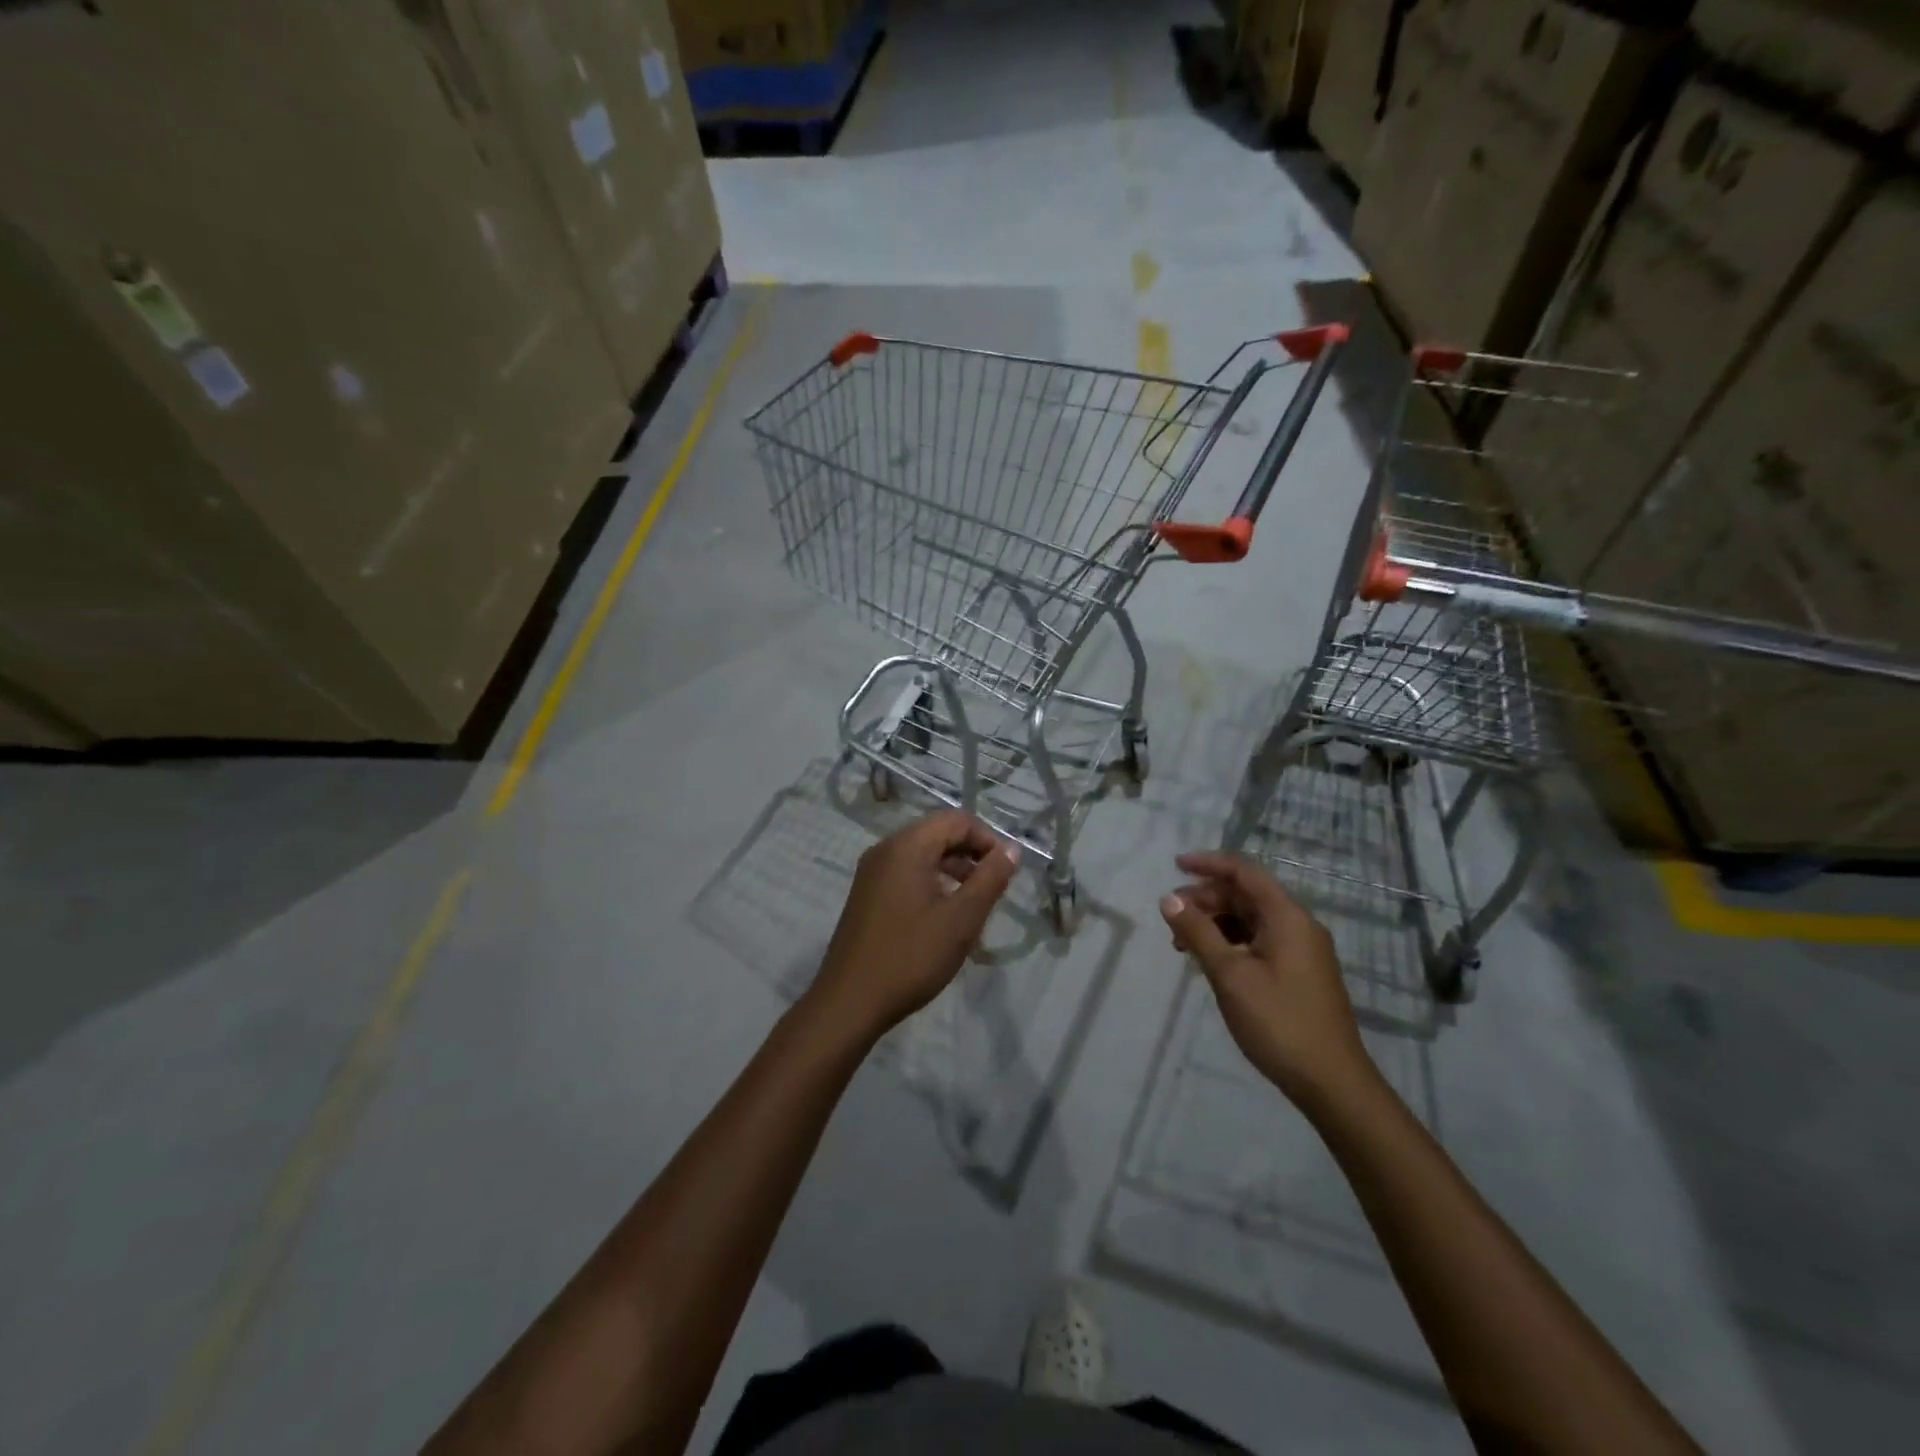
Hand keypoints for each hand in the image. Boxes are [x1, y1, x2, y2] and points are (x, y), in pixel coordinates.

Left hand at [808, 810, 1021, 1040]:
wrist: (850, 1001)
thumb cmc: (911, 956)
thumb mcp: (962, 919)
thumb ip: (990, 878)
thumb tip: (1012, 849)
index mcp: (907, 846)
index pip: (956, 819)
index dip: (987, 839)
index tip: (1005, 872)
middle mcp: (885, 849)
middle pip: (937, 833)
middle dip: (970, 854)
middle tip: (993, 888)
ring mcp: (871, 872)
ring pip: (922, 854)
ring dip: (952, 869)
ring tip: (974, 904)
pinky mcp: (866, 894)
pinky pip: (906, 873)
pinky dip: (931, 882)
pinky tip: (943, 916)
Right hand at [1160, 851, 1370, 1108]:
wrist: (1332, 1083)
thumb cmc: (1279, 1022)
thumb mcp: (1230, 975)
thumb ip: (1198, 932)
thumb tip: (1169, 899)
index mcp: (1287, 917)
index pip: (1245, 872)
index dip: (1209, 863)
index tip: (1175, 865)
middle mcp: (1298, 925)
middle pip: (1247, 894)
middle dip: (1206, 898)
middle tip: (1172, 917)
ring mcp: (1302, 950)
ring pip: (1251, 919)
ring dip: (1216, 922)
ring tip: (1183, 944)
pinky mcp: (1299, 972)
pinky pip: (1260, 940)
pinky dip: (1231, 941)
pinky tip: (1211, 961)